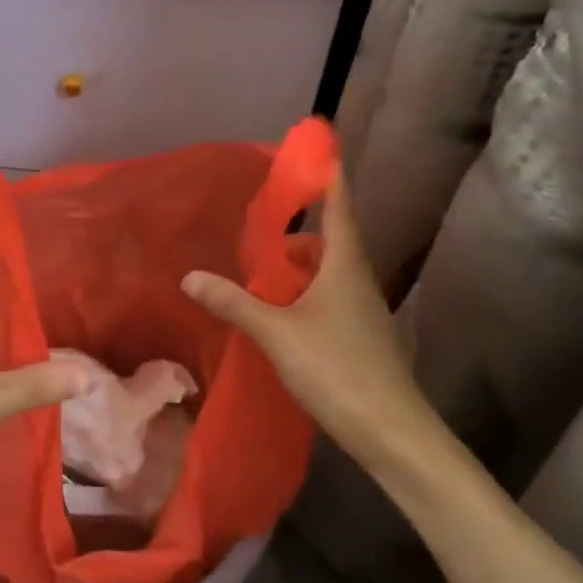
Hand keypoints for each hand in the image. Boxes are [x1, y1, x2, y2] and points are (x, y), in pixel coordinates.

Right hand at [180, 181, 437, 472]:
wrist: (392, 433)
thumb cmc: (337, 369)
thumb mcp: (276, 333)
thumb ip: (234, 303)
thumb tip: (190, 276)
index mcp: (345, 267)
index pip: (339, 208)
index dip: (329, 178)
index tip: (320, 149)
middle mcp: (358, 282)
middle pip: (332, 241)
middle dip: (302, 227)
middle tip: (265, 221)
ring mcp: (364, 312)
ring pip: (330, 273)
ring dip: (300, 265)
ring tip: (263, 268)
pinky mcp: (361, 338)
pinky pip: (329, 299)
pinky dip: (304, 294)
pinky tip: (280, 312)